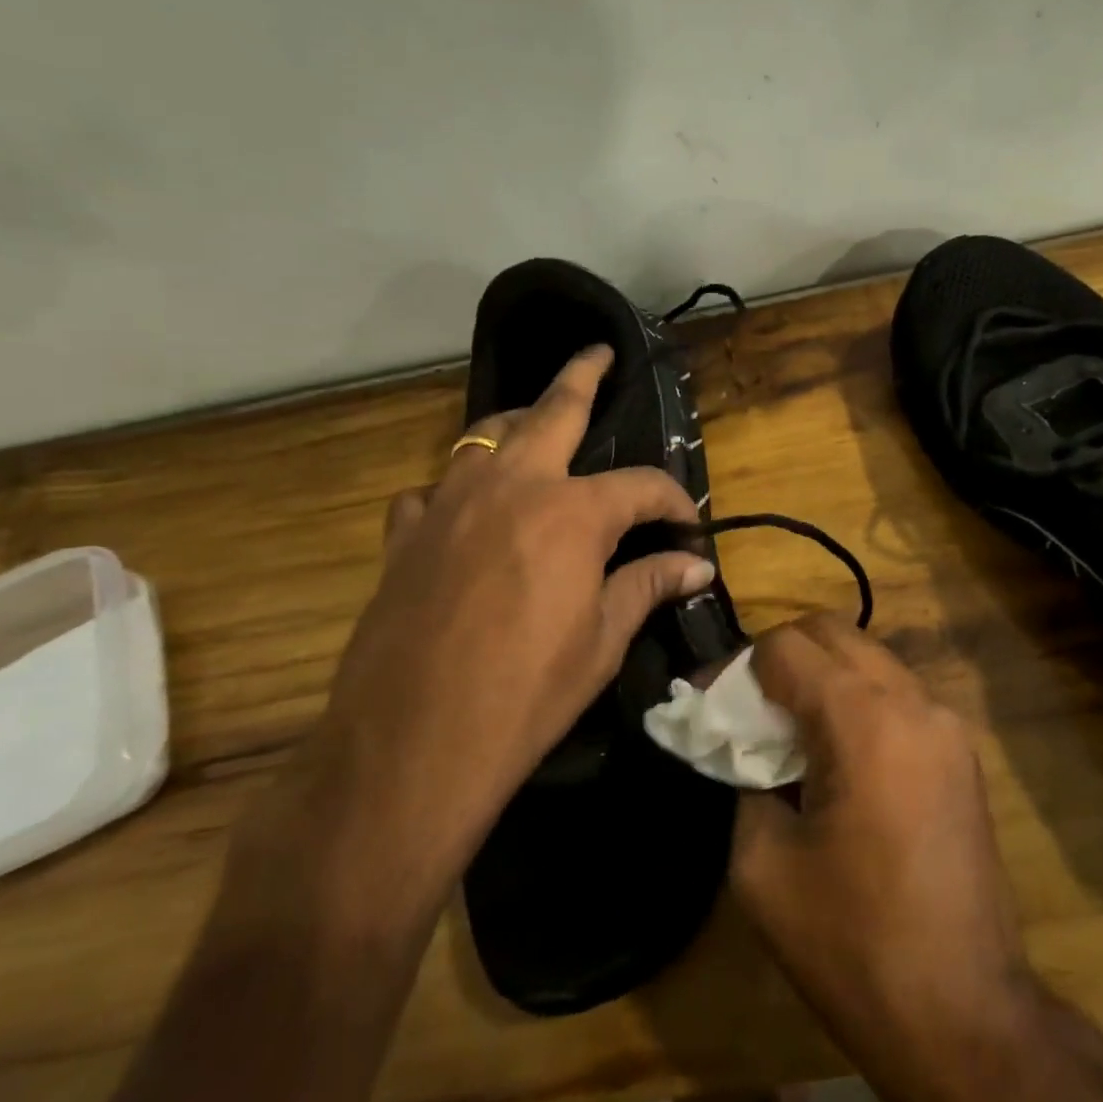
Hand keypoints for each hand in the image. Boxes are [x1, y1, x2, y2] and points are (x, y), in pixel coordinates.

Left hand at [301, 345, 714, 879]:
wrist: (410, 747)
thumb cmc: (526, 694)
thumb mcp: (602, 641)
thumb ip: (649, 586)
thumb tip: (697, 565)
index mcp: (571, 512)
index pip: (642, 486)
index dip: (674, 500)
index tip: (689, 525)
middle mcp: (511, 486)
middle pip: (553, 409)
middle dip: (582, 375)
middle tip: (599, 354)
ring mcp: (449, 503)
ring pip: (484, 435)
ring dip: (517, 424)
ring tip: (536, 426)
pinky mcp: (404, 535)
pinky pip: (432, 489)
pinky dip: (457, 489)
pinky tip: (467, 513)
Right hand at [730, 615, 1030, 1039]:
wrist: (965, 1018)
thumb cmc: (853, 945)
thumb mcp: (763, 866)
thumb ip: (744, 781)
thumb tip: (747, 749)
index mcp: (862, 720)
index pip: (785, 647)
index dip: (735, 666)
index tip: (705, 701)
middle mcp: (912, 701)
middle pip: (831, 632)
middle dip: (778, 655)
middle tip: (745, 704)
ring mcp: (946, 724)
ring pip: (868, 658)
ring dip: (820, 674)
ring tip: (786, 727)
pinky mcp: (961, 752)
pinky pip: (896, 695)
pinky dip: (855, 699)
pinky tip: (834, 753)